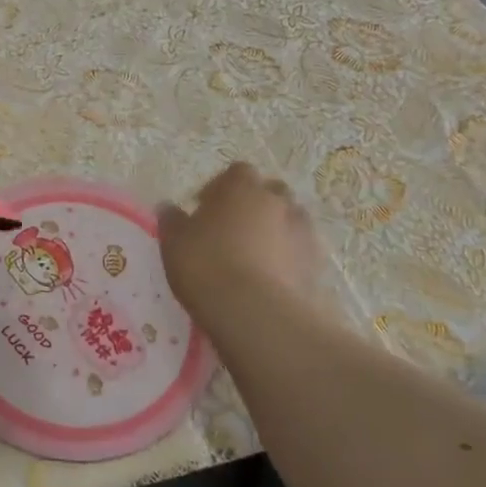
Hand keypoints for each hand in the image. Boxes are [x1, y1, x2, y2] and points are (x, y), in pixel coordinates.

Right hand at [158, 163, 338, 343]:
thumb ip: (172, 220)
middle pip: (269, 193)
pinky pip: (298, 253)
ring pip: (288, 221)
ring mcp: (302, 232)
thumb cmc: (207, 265)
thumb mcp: (174, 241)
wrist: (256, 314)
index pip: (237, 172)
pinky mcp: (316, 265)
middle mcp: (277, 201)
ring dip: (273, 231)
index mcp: (242, 187)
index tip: (204, 208)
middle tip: (231, 229)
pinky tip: (268, 279)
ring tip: (252, 257)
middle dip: (253, 205)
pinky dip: (286, 259)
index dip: (221, 188)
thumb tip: (169, 208)